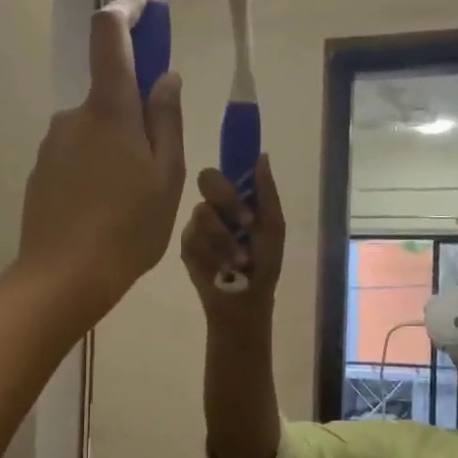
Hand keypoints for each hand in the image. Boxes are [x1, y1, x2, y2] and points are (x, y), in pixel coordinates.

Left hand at [17, 0, 185, 326]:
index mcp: (109, 110)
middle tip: (156, 167)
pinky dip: (96, 172)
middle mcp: (74, 116)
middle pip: (109, 95)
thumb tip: (165, 78)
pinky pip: (77, 157)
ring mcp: (52, 145)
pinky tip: (105, 212)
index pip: (110, 36)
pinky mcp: (41, 172)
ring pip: (95, 131)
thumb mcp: (166, 176)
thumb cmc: (128, 227)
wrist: (63, 278)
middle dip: (135, 116)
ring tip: (132, 201)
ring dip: (116, 150)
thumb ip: (166, 120)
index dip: (126, 8)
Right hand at [180, 154, 284, 323]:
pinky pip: (193, 238)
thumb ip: (266, 193)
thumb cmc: (264, 265)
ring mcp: (197, 225)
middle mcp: (215, 206)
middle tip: (247, 222)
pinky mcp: (185, 246)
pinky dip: (213, 254)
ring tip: (239, 262)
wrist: (245, 302)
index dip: (230, 156)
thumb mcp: (273, 228)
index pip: (228, 167)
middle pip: (207, 178)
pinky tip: (222, 270)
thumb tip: (261, 156)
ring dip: (225, 238)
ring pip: (202, 212)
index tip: (238, 159)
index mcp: (238, 198)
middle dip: (227, 199)